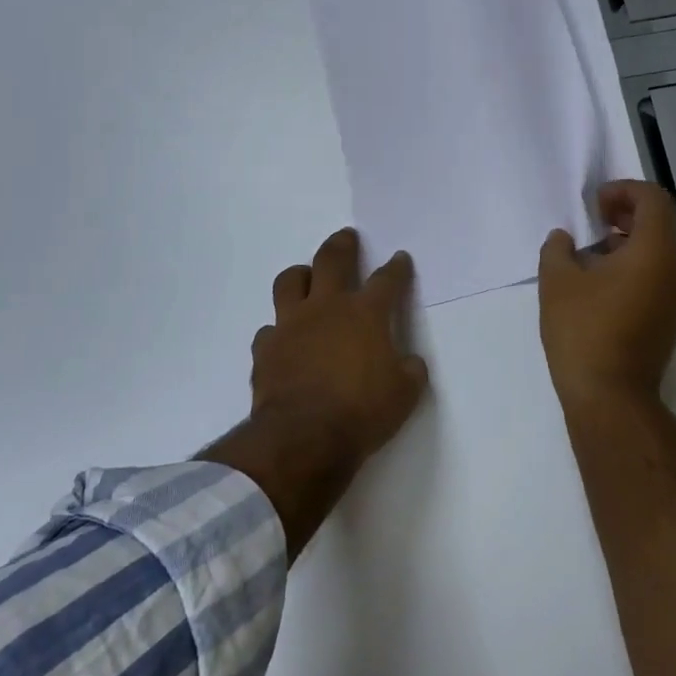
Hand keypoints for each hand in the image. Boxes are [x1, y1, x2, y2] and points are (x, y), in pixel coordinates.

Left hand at [250, 228, 428, 464]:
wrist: (304, 437)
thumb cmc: (362, 412)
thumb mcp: (405, 394)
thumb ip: (409, 370)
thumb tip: (408, 362)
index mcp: (365, 314)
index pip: (387, 280)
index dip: (397, 268)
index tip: (400, 258)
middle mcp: (326, 308)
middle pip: (332, 260)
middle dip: (342, 245)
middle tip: (346, 237)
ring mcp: (291, 324)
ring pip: (290, 282)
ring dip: (301, 275)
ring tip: (306, 277)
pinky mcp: (266, 348)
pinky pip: (269, 329)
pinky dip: (278, 331)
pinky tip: (284, 340)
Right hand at [538, 180, 675, 405]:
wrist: (610, 398)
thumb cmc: (584, 331)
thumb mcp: (557, 282)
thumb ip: (557, 250)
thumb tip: (564, 240)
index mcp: (653, 254)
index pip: (653, 200)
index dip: (623, 191)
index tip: (594, 205)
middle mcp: (673, 272)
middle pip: (658, 225)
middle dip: (623, 215)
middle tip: (590, 224)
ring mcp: (674, 301)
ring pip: (655, 255)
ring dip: (624, 244)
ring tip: (587, 258)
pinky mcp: (667, 323)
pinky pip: (653, 280)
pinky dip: (630, 269)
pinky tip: (596, 288)